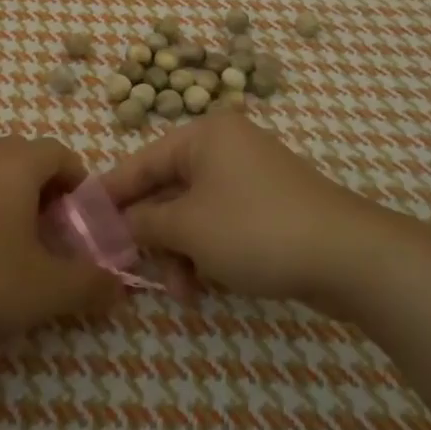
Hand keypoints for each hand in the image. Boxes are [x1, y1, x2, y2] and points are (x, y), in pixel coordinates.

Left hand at [0, 137, 124, 342]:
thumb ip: (89, 285)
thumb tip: (118, 286)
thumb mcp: (44, 290)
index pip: (60, 153)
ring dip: (5, 201)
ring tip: (6, 246)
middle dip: (43, 193)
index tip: (79, 223)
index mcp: (15, 163)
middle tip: (47, 237)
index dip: (78, 184)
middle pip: (23, 159)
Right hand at [99, 114, 372, 302]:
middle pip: (167, 190)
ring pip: (194, 213)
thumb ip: (144, 222)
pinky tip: (205, 288)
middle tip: (133, 269)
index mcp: (204, 136)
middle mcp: (226, 147)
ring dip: (181, 253)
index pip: (141, 162)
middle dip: (153, 235)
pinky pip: (221, 224)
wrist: (350, 258)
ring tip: (183, 293)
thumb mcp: (188, 227)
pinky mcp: (269, 207)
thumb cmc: (256, 230)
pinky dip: (207, 252)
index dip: (110, 194)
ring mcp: (250, 177)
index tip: (81, 221)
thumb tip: (118, 224)